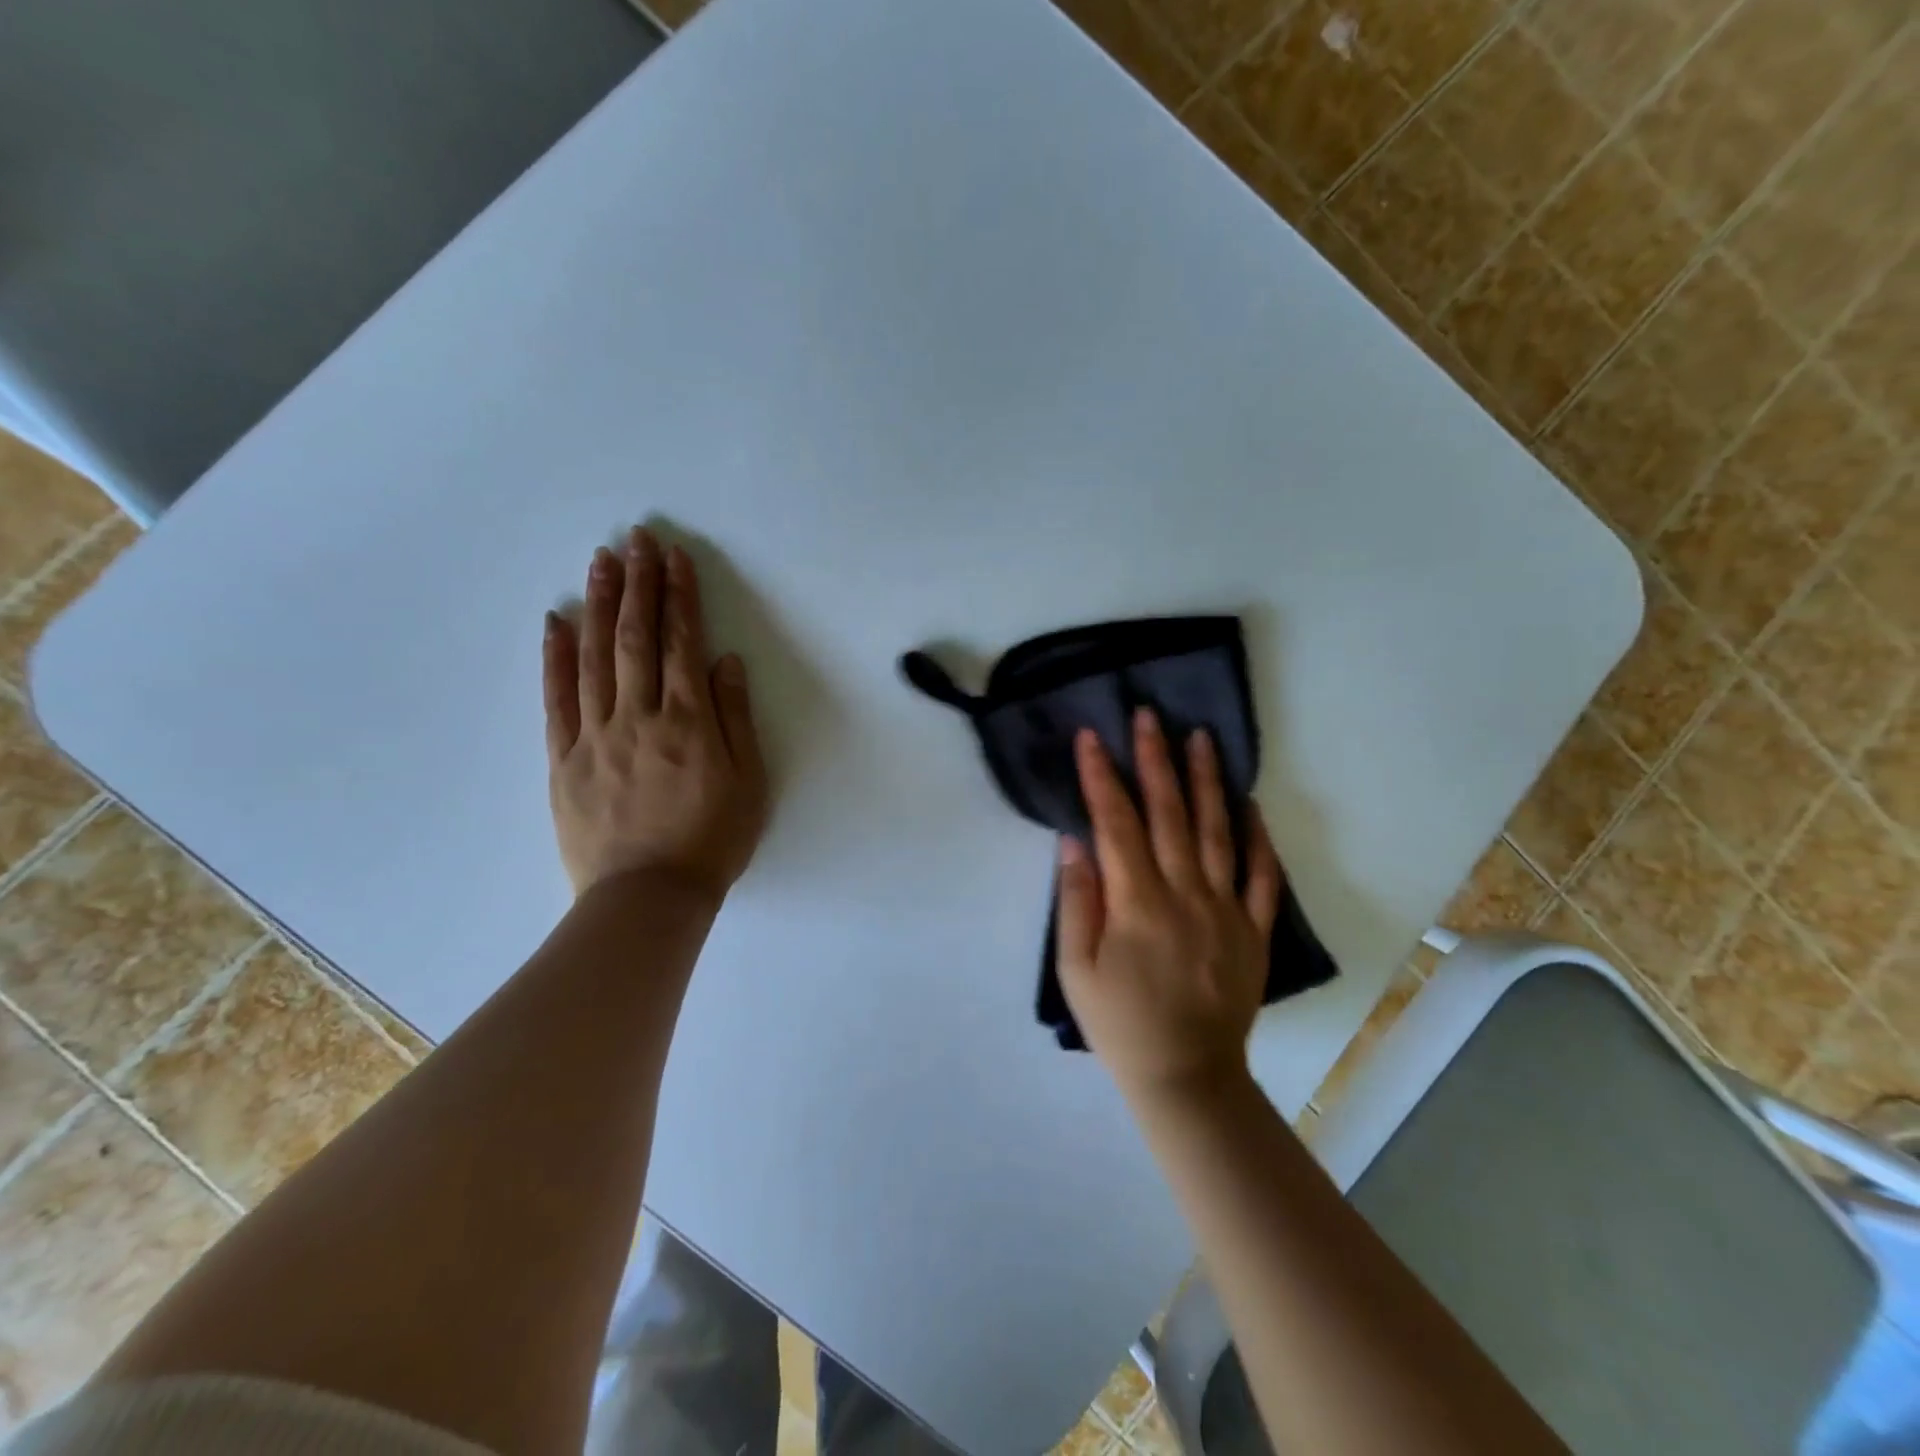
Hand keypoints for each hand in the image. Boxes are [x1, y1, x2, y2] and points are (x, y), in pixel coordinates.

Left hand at [543, 527, 768, 900]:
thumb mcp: (749, 783)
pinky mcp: (564, 758)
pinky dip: (555, 657)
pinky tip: (554, 622)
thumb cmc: (712, 841)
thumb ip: (736, 718)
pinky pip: (557, 699)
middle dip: (638, 584)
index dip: (679, 596)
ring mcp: (596, 735)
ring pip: (594, 657)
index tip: (675, 558)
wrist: (649, 897)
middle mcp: (640, 716)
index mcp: (689, 722)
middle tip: (636, 539)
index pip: (681, 643)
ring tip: (600, 562)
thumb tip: (725, 661)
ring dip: (598, 605)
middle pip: (635, 638)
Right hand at [1057, 709, 1282, 1104]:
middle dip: (1155, 760)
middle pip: (1170, 814)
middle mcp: (1185, 895)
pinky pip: (1261, 876)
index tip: (1091, 737)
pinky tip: (1250, 804)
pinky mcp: (1254, 930)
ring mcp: (1226, 910)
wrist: (1186, 1077)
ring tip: (1201, 739)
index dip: (1101, 777)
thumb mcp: (1076, 970)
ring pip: (1218, 832)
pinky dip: (1258, 837)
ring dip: (1208, 782)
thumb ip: (1076, 902)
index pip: (1116, 824)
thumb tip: (1074, 841)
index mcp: (1137, 904)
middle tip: (1150, 716)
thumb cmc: (1120, 1024)